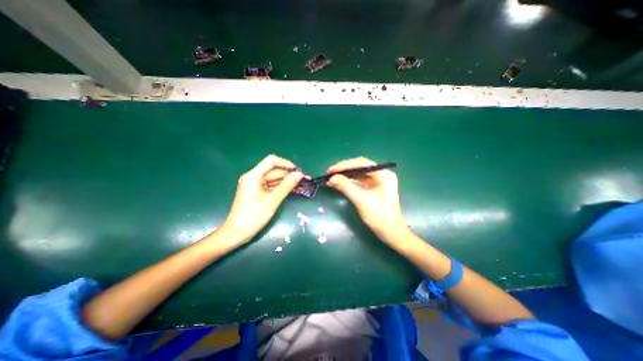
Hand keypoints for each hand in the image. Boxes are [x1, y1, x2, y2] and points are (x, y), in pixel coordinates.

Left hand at [218, 155, 303, 244]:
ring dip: (285, 182)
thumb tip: (299, 174)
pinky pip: (270, 185)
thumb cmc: (253, 217)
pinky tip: (290, 190)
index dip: (286, 164)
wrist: (237, 233)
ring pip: (273, 178)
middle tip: (302, 181)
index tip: (298, 171)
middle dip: (288, 175)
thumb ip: (286, 186)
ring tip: (299, 186)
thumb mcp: (272, 200)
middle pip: (273, 170)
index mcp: (253, 176)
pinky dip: (280, 187)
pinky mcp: (257, 192)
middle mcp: (253, 177)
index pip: (271, 161)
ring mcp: (255, 185)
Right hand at [328, 156, 405, 239]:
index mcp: (383, 174)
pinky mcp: (372, 188)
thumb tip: (331, 178)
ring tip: (331, 178)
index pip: (361, 163)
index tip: (331, 170)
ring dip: (345, 176)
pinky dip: (348, 182)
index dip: (344, 165)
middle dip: (344, 170)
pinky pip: (358, 181)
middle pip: (359, 167)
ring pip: (358, 174)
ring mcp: (377, 181)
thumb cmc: (379, 216)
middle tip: (329, 173)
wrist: (390, 233)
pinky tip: (338, 183)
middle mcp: (381, 174)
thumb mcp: (361, 200)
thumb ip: (346, 187)